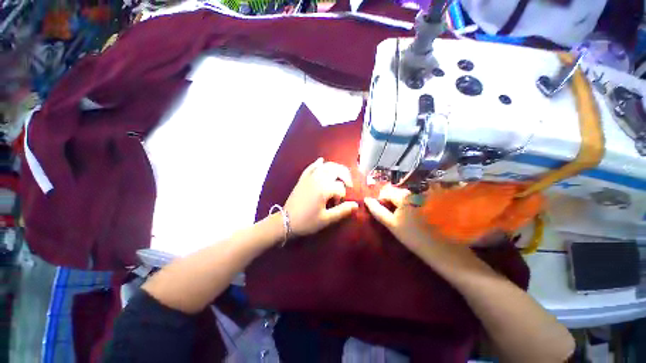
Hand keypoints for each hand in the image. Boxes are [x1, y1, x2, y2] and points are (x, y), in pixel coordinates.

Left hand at [284, 158, 358, 235]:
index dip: (343, 196)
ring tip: (340, 175)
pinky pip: (311, 167)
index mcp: (324, 189)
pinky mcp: (303, 178)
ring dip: (335, 168)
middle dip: (345, 175)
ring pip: (325, 166)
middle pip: (336, 170)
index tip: (338, 204)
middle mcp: (318, 179)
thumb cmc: (307, 222)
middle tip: (348, 184)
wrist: (286, 221)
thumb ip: (342, 211)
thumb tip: (356, 205)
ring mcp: (309, 177)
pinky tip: (321, 160)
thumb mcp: (326, 219)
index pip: (341, 187)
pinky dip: (317, 163)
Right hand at [364, 184, 431, 251]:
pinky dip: (408, 204)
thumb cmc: (411, 236)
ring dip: (398, 202)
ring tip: (400, 215)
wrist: (438, 247)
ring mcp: (422, 197)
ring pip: (404, 196)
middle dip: (390, 201)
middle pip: (396, 192)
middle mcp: (413, 193)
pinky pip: (413, 199)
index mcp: (404, 197)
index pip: (386, 192)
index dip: (380, 200)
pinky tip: (410, 215)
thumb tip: (366, 199)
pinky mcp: (428, 202)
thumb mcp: (391, 224)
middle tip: (391, 214)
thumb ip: (377, 210)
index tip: (382, 211)